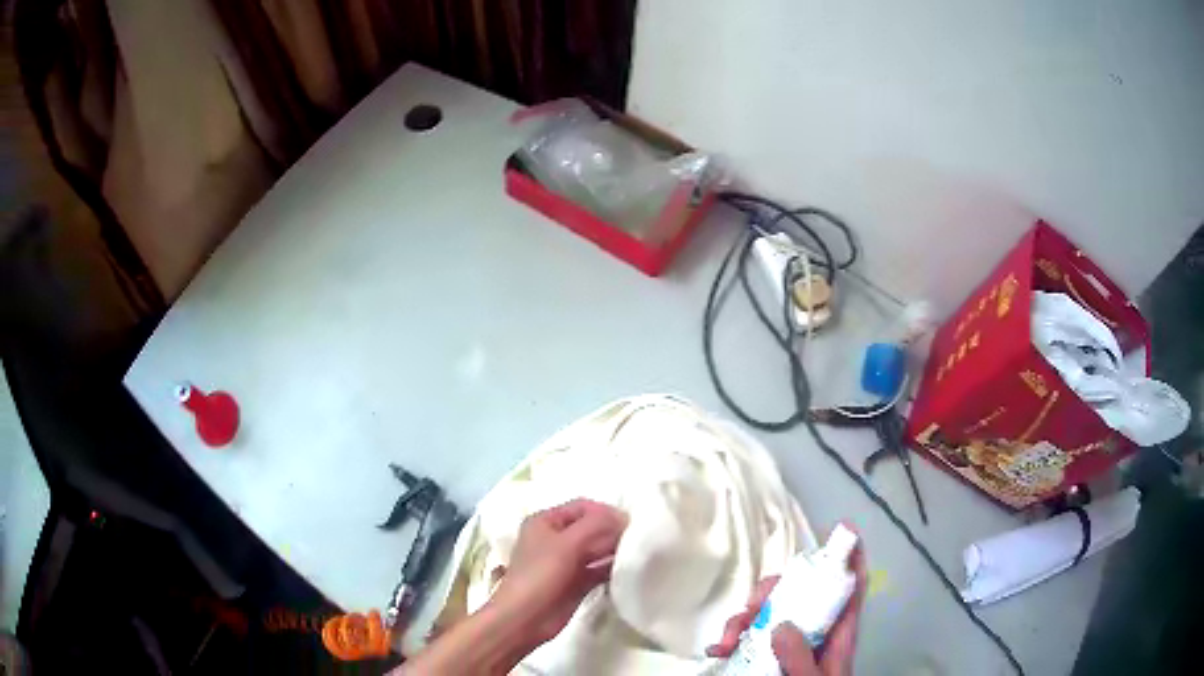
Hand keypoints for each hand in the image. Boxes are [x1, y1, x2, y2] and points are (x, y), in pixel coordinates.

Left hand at [487, 498, 627, 647]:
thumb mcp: (567, 544)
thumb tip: (623, 517)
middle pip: (590, 528)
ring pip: (596, 549)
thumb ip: (596, 525)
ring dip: (614, 550)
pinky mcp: (575, 583)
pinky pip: (598, 570)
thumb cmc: (540, 575)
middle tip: (639, 539)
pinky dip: (611, 568)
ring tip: (637, 553)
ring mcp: (565, 562)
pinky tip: (629, 570)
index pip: (582, 507)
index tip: (631, 522)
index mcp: (546, 522)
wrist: (524, 618)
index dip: (606, 511)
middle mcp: (556, 539)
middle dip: (613, 531)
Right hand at [707, 527, 866, 675]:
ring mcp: (789, 643)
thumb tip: (781, 625)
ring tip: (728, 637)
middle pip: (801, 593)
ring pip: (770, 611)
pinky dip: (732, 636)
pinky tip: (719, 648)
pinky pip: (749, 635)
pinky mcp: (766, 656)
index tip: (846, 530)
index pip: (851, 591)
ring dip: (745, 616)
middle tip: (753, 605)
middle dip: (774, 589)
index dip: (852, 559)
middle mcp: (814, 633)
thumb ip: (801, 659)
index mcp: (837, 637)